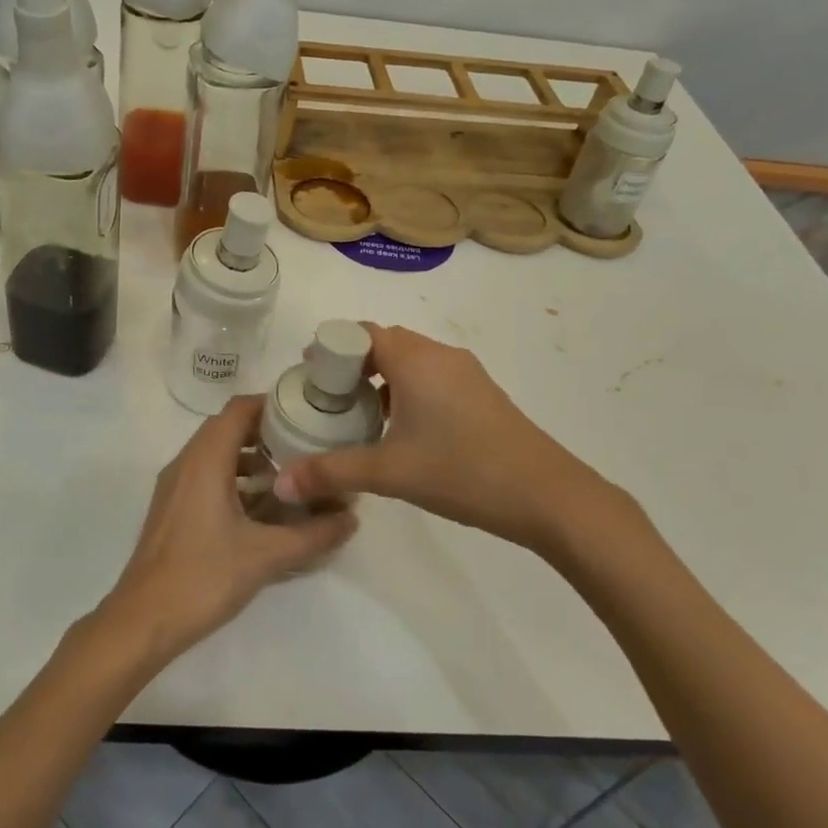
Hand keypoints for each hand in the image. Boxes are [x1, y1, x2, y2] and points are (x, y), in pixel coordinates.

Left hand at [98, 396, 356, 668]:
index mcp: (205, 460)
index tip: (307, 415)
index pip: (239, 409)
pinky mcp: (172, 509)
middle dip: (267, 433)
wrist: (143, 620)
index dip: (272, 405)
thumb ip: (314, 534)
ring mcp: (174, 487)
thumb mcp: (267, 555)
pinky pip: (206, 477)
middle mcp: (186, 463)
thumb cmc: (204, 577)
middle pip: (228, 428)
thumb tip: (353, 518)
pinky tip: (261, 511)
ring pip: (216, 455)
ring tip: (290, 479)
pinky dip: (234, 480)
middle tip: (306, 447)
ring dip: (251, 459)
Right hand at [276, 324, 631, 558]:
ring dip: (381, 378)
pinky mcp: (481, 394)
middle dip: (353, 363)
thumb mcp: (389, 472)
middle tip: (328, 397)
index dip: (331, 347)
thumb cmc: (462, 471)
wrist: (547, 495)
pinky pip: (432, 377)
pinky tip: (400, 429)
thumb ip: (330, 473)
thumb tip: (280, 482)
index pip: (361, 332)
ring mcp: (466, 373)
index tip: (308, 373)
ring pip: (411, 361)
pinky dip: (407, 390)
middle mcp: (440, 355)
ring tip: (357, 415)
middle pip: (385, 342)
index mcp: (415, 360)